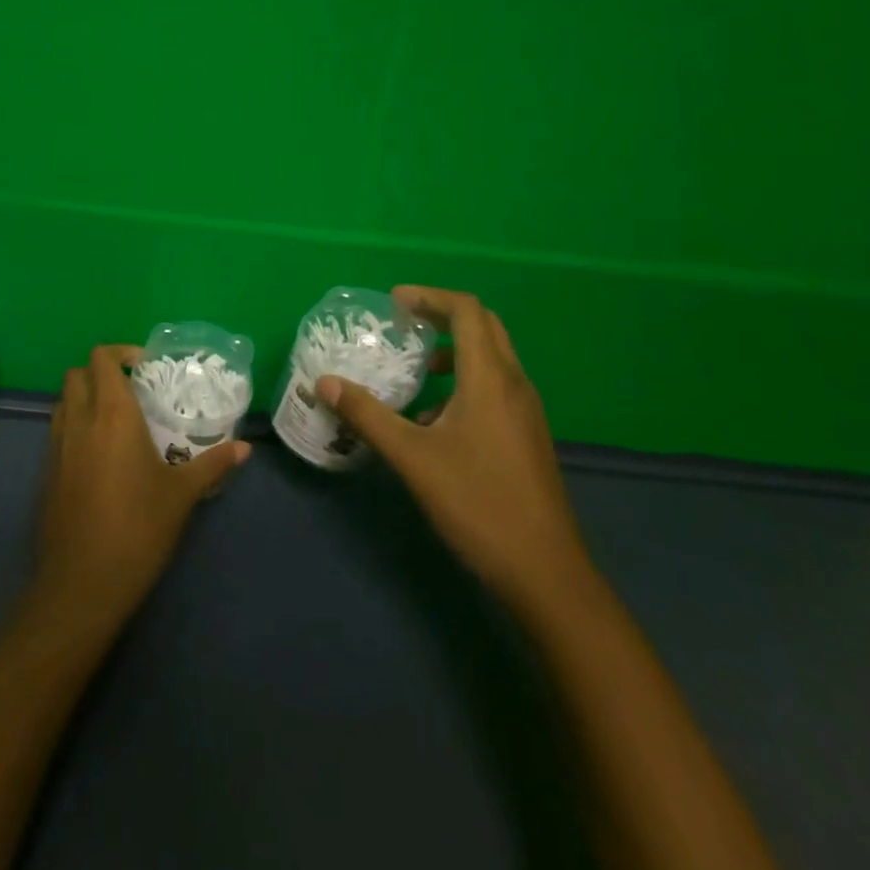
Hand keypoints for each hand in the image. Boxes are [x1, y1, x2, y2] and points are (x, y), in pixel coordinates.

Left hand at [34, 344, 248, 628]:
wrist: (82, 584)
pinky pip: (58, 431)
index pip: (102, 359)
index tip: (146, 366)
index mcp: (112, 415)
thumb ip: (213, 464)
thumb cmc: (138, 529)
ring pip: (64, 401)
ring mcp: (57, 446)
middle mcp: (79, 421)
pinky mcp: (47, 472)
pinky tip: (100, 455)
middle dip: (101, 371)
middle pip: (77, 373)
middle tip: (132, 390)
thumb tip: (246, 448)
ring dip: (85, 397)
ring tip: (117, 420)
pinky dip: (75, 426)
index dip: (121, 352)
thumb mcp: (182, 495)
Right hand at [316, 286, 587, 605]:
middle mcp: (514, 384)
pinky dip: (465, 380)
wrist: (545, 573)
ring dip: (454, 350)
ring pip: (492, 357)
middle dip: (442, 315)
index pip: (467, 310)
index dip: (429, 297)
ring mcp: (526, 411)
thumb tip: (324, 383)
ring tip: (416, 368)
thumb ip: (367, 415)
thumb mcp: (412, 458)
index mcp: (490, 378)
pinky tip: (434, 418)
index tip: (393, 303)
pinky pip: (495, 386)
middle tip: (404, 323)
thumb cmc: (477, 504)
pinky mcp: (527, 435)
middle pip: (483, 326)